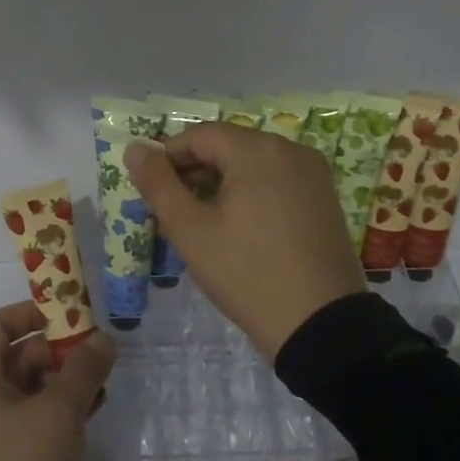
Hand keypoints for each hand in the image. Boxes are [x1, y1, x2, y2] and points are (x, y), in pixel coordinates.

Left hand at [0, 303, 115, 460]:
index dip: (32, 312)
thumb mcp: (58, 413)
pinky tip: (89, 416)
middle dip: (58, 351)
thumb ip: (83, 370)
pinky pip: (30, 421)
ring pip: (28, 390)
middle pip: (16, 356)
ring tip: (102, 387)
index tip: (72, 315)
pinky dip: (58, 412)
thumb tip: (103, 338)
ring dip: (63, 383)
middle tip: (99, 355)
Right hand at [125, 126, 364, 360]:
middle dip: (194, 172)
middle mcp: (291, 150)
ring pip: (253, 165)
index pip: (200, 136)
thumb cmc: (247, 273)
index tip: (150, 190)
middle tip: (171, 211)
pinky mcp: (324, 199)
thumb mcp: (191, 231)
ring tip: (201, 224)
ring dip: (221, 184)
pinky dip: (250, 195)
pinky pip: (276, 183)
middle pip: (228, 147)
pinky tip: (238, 229)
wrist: (320, 324)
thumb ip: (158, 185)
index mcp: (258, 150)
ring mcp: (313, 174)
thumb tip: (135, 149)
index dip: (168, 157)